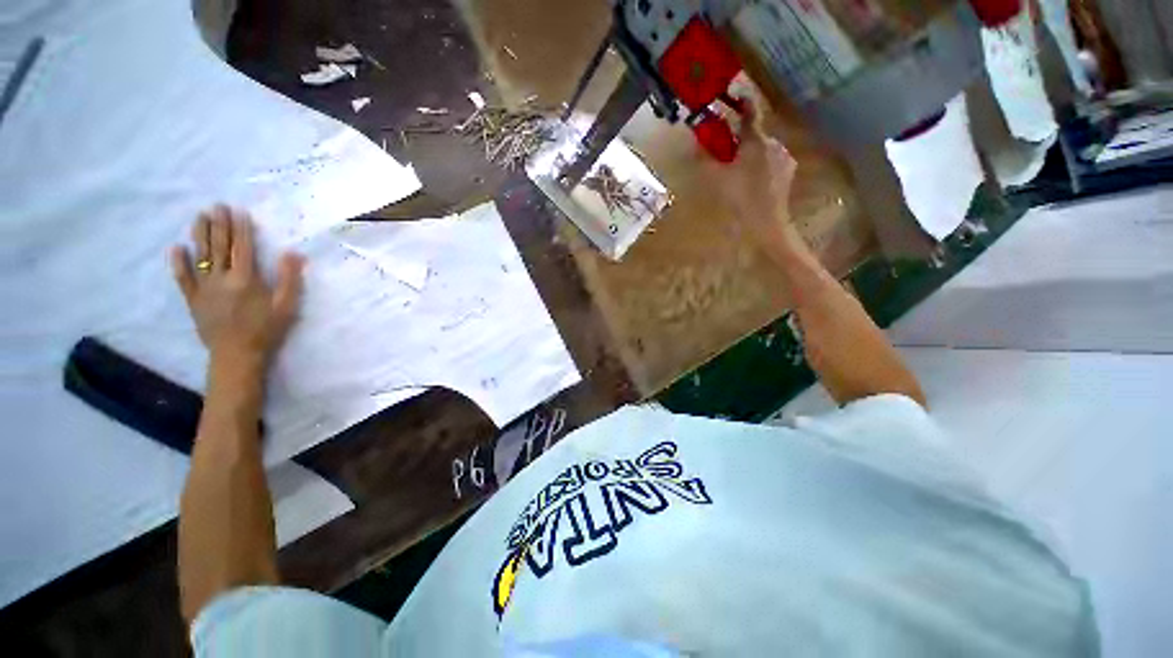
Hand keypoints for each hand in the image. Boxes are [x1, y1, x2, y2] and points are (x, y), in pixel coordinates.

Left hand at [170, 205, 304, 366]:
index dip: (241, 229)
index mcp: (245, 279)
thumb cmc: (266, 330)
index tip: (239, 211)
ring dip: (199, 235)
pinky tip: (176, 248)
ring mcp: (204, 288)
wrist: (237, 354)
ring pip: (200, 256)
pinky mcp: (193, 299)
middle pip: (219, 247)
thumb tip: (293, 254)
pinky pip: (183, 277)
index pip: (242, 248)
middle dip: (219, 225)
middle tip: (217, 206)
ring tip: (199, 217)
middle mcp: (221, 278)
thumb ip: (289, 279)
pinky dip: (178, 262)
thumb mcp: (286, 306)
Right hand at [715, 106, 802, 260]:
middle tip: (728, 152)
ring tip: (739, 171)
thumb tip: (696, 144)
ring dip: (751, 153)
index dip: (743, 101)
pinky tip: (753, 180)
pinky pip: (771, 161)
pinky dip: (761, 164)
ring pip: (764, 149)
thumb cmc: (740, 200)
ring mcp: (785, 158)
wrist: (767, 224)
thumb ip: (707, 159)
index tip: (736, 93)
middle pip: (755, 134)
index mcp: (757, 141)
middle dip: (741, 139)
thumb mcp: (717, 180)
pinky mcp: (788, 172)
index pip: (750, 113)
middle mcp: (774, 143)